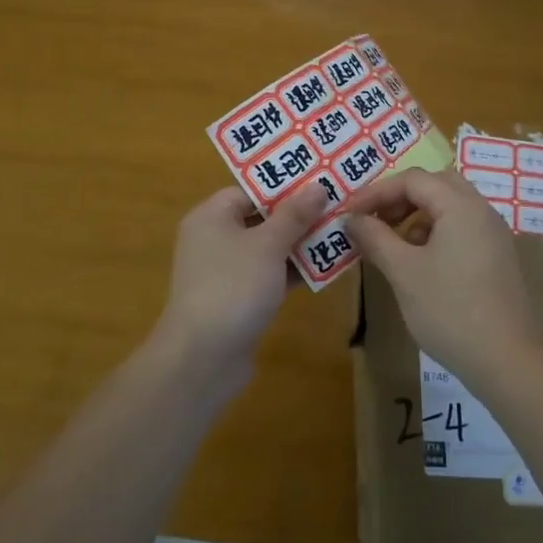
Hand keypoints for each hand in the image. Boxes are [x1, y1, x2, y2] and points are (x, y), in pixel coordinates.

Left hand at [154, 186, 328, 374]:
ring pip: (267, 249)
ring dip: (299, 245)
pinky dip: (291, 272)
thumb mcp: (268, 245)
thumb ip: (294, 215)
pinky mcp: (236, 299)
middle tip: (337, 208)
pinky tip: (324, 269)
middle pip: (260, 218)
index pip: (250, 190)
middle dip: (298, 216)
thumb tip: (317, 186)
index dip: (284, 186)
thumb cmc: (233, 287)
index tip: (321, 184)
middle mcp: (213, 238)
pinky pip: (267, 275)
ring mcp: (224, 271)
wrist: (202, 358)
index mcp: (211, 216)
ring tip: (339, 235)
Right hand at [344, 168, 542, 386]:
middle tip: (375, 221)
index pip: (412, 179)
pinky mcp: (500, 260)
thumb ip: (375, 238)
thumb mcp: (404, 272)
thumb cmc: (451, 311)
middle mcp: (482, 212)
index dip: (376, 192)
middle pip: (436, 185)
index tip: (350, 214)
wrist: (510, 364)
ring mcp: (495, 236)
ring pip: (451, 208)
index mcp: (461, 206)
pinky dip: (437, 234)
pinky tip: (422, 266)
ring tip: (394, 246)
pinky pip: (463, 230)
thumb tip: (352, 219)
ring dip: (418, 217)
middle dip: (400, 198)